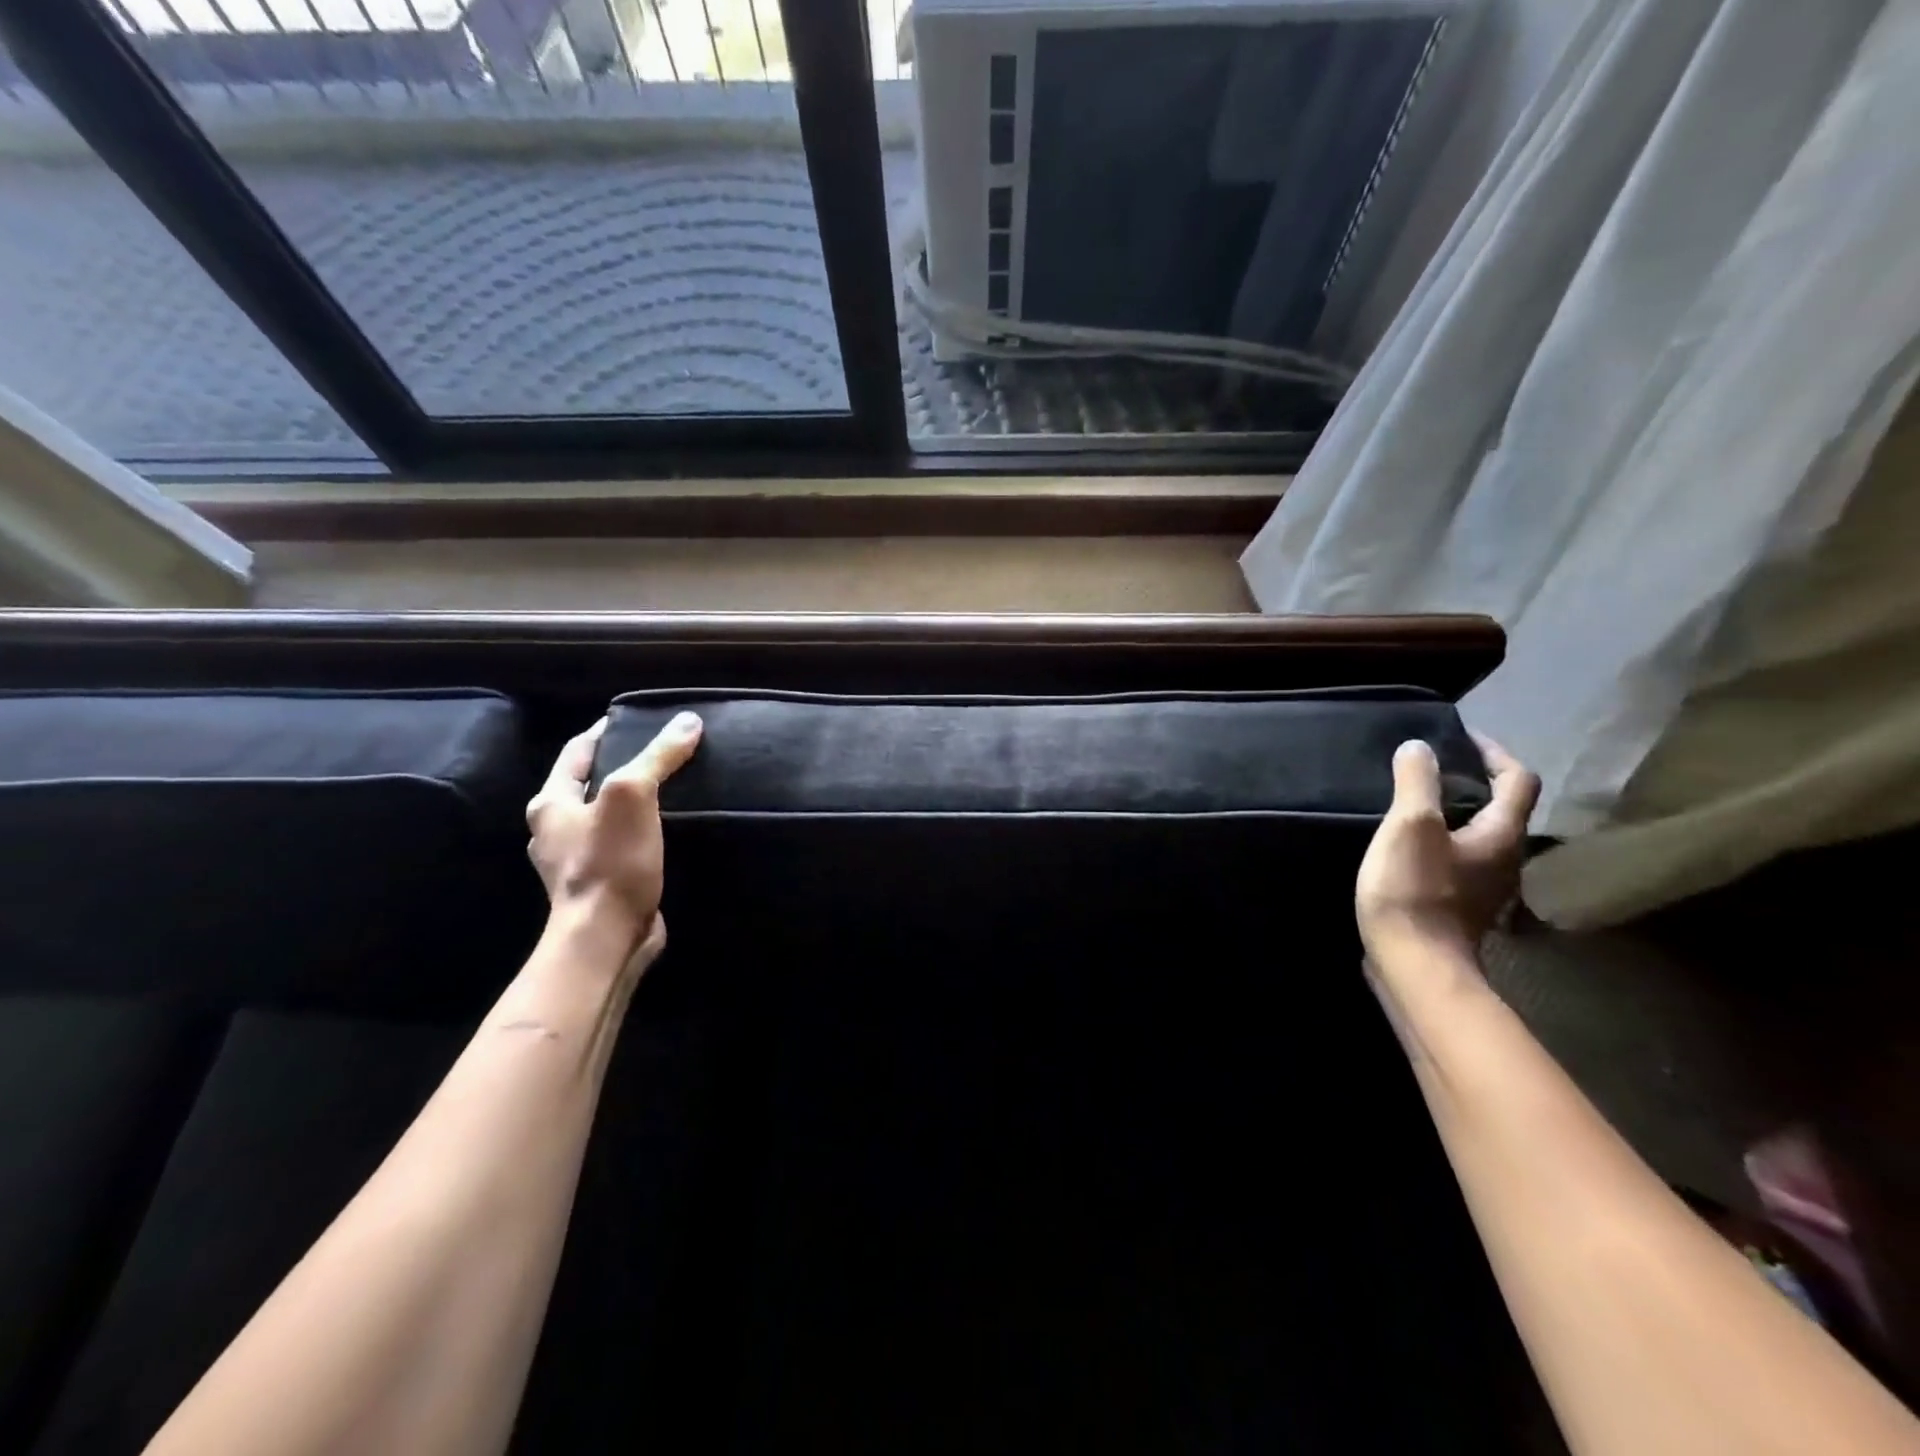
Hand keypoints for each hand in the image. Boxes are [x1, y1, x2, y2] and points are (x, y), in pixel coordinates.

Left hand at [526, 711, 702, 971]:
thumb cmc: (610, 860)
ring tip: (669, 787)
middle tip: (659, 751)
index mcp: (550, 804)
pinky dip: (641, 832)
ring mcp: (577, 862)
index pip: (577, 752)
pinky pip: (622, 846)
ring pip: (606, 817)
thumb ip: (658, 756)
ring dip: (632, 802)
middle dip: (619, 766)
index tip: (634, 718)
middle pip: (589, 785)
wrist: (607, 937)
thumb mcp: (633, 794)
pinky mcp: (602, 885)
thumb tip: (688, 721)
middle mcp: (555, 831)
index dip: (604, 731)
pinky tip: (667, 831)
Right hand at [1356, 735, 1539, 968]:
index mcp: (1502, 836)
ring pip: (1478, 837)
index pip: (1518, 780)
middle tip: (1429, 767)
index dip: (1494, 752)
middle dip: (1472, 782)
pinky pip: (1456, 861)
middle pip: (1501, 809)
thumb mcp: (1410, 827)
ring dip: (1454, 814)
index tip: (1461, 737)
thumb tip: (1420, 747)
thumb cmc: (1415, 892)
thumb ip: (1417, 782)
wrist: (1413, 966)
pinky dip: (1439, 842)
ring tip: (1412, 802)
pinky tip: (1405, 846)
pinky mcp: (1458, 907)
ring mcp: (1483, 889)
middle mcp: (1504, 860)